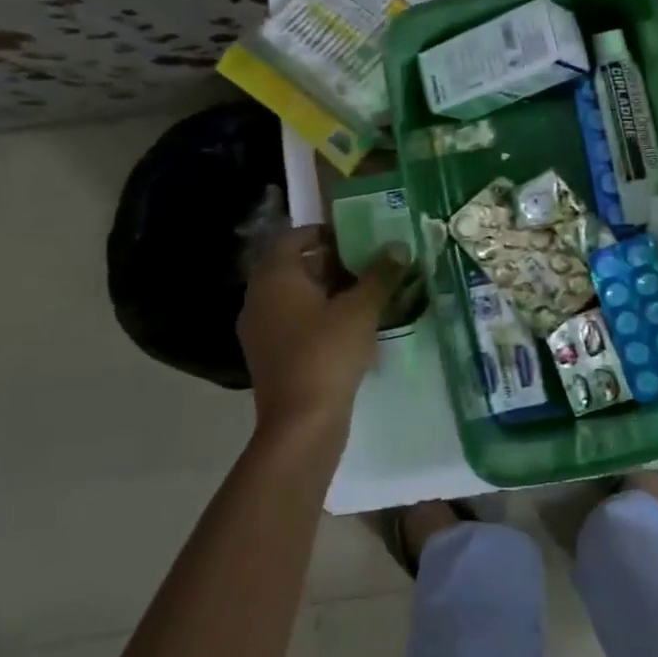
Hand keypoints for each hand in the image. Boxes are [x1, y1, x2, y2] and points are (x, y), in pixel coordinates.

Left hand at [236, 225, 410, 445]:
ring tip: (368, 293)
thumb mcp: (361, 309)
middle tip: (369, 263)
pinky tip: (353, 328)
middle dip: (332, 263)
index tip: (355, 236)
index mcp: (275, 278)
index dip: (323, 232)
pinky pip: (296, 323)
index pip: (293, 238)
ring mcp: (262, 331)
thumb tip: (398, 246)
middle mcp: (260, 299)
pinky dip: (321, 317)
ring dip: (329, 292)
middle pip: (295, 268)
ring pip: (297, 298)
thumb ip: (380, 274)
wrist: (301, 423)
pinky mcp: (271, 357)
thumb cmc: (327, 353)